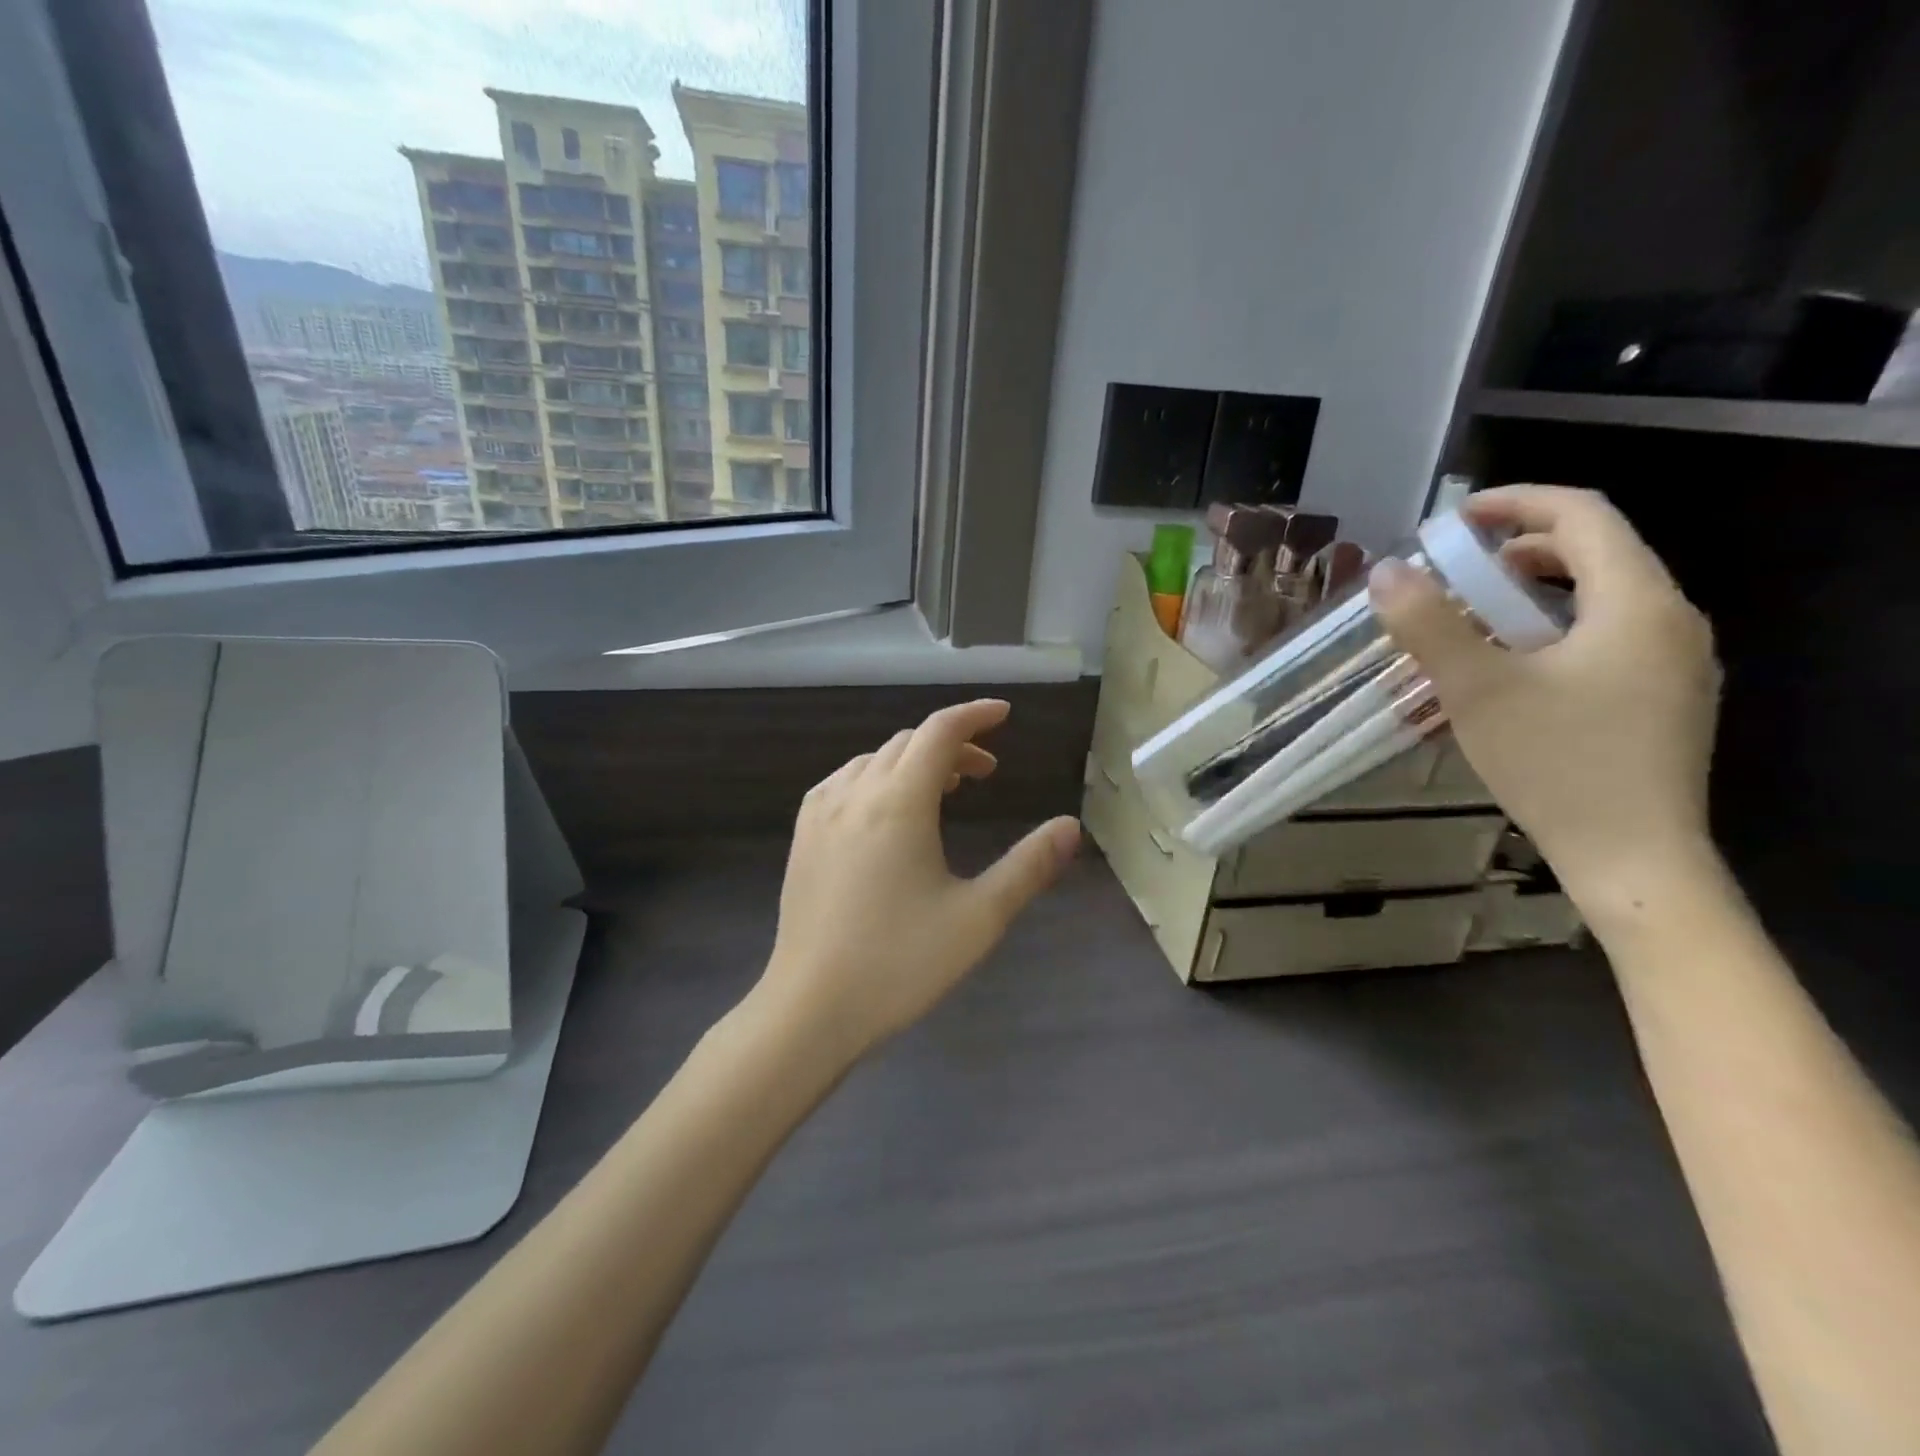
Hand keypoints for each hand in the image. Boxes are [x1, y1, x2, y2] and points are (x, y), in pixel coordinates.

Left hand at [757, 699, 1080, 1062]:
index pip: (940, 731)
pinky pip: (844, 782)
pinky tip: (886, 812)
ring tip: (943, 791)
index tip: (1004, 714)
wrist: (810, 1009)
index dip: (975, 716)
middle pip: (909, 742)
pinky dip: (877, 777)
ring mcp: (821, 812)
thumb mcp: (978, 917)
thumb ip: (1028, 866)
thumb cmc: (900, 963)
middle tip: (986, 773)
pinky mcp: (802, 836)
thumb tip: (1070, 826)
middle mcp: (856, 792)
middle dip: (952, 746)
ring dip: (914, 761)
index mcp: (899, 802)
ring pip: (874, 760)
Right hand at [1369, 485, 1721, 902]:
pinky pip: (1611, 634)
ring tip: (1475, 618)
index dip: (1516, 503)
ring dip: (1534, 591)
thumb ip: (1428, 625)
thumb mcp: (1477, 690)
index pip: (1584, 516)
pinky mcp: (1666, 697)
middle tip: (1455, 571)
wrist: (1634, 858)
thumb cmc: (1557, 764)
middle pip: (1597, 551)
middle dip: (1520, 548)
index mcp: (1637, 603)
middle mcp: (1671, 620)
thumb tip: (1384, 571)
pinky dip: (1557, 627)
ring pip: (1603, 596)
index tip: (1454, 520)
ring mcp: (1676, 662)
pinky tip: (1515, 667)